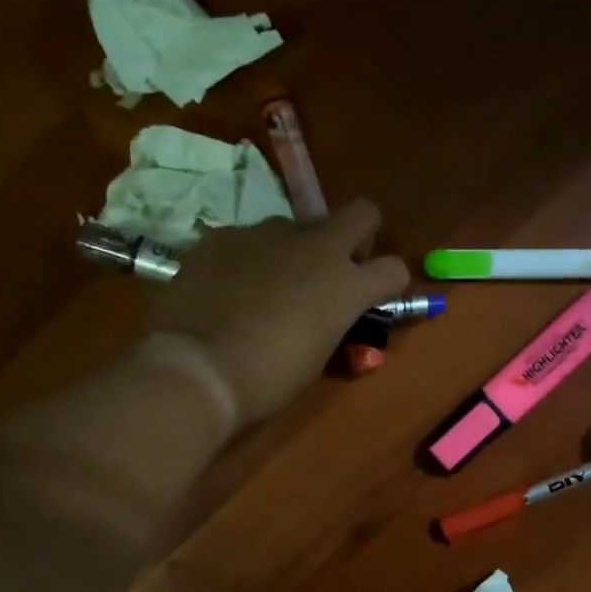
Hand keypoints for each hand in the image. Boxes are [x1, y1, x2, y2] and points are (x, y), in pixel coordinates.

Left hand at [144, 202, 408, 424]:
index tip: (372, 298)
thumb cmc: (268, 378)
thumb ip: (332, 322)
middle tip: (336, 267)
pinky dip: (248, 258)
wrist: (196, 368)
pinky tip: (227, 288)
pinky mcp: (224, 235)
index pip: (395, 269)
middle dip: (357, 234)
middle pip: (361, 213)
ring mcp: (267, 234)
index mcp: (347, 286)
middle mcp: (316, 247)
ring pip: (296, 226)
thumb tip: (326, 313)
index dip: (388, 283)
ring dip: (294, 250)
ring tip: (266, 285)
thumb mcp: (318, 356)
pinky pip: (248, 239)